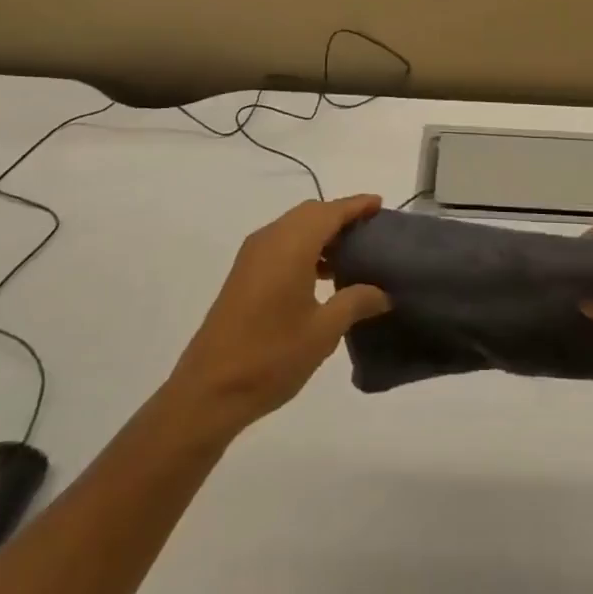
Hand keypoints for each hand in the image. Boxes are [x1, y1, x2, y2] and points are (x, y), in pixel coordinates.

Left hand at [165, 195, 390, 436]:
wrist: (209, 390)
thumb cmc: (271, 356)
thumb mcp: (323, 332)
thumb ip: (355, 302)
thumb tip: (383, 293)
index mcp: (291, 245)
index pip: (330, 212)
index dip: (356, 205)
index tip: (380, 203)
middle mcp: (270, 239)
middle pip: (311, 213)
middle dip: (340, 216)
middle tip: (370, 231)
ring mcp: (252, 255)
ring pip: (294, 227)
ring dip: (321, 233)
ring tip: (351, 255)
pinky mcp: (243, 273)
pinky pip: (281, 243)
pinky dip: (304, 247)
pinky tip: (321, 276)